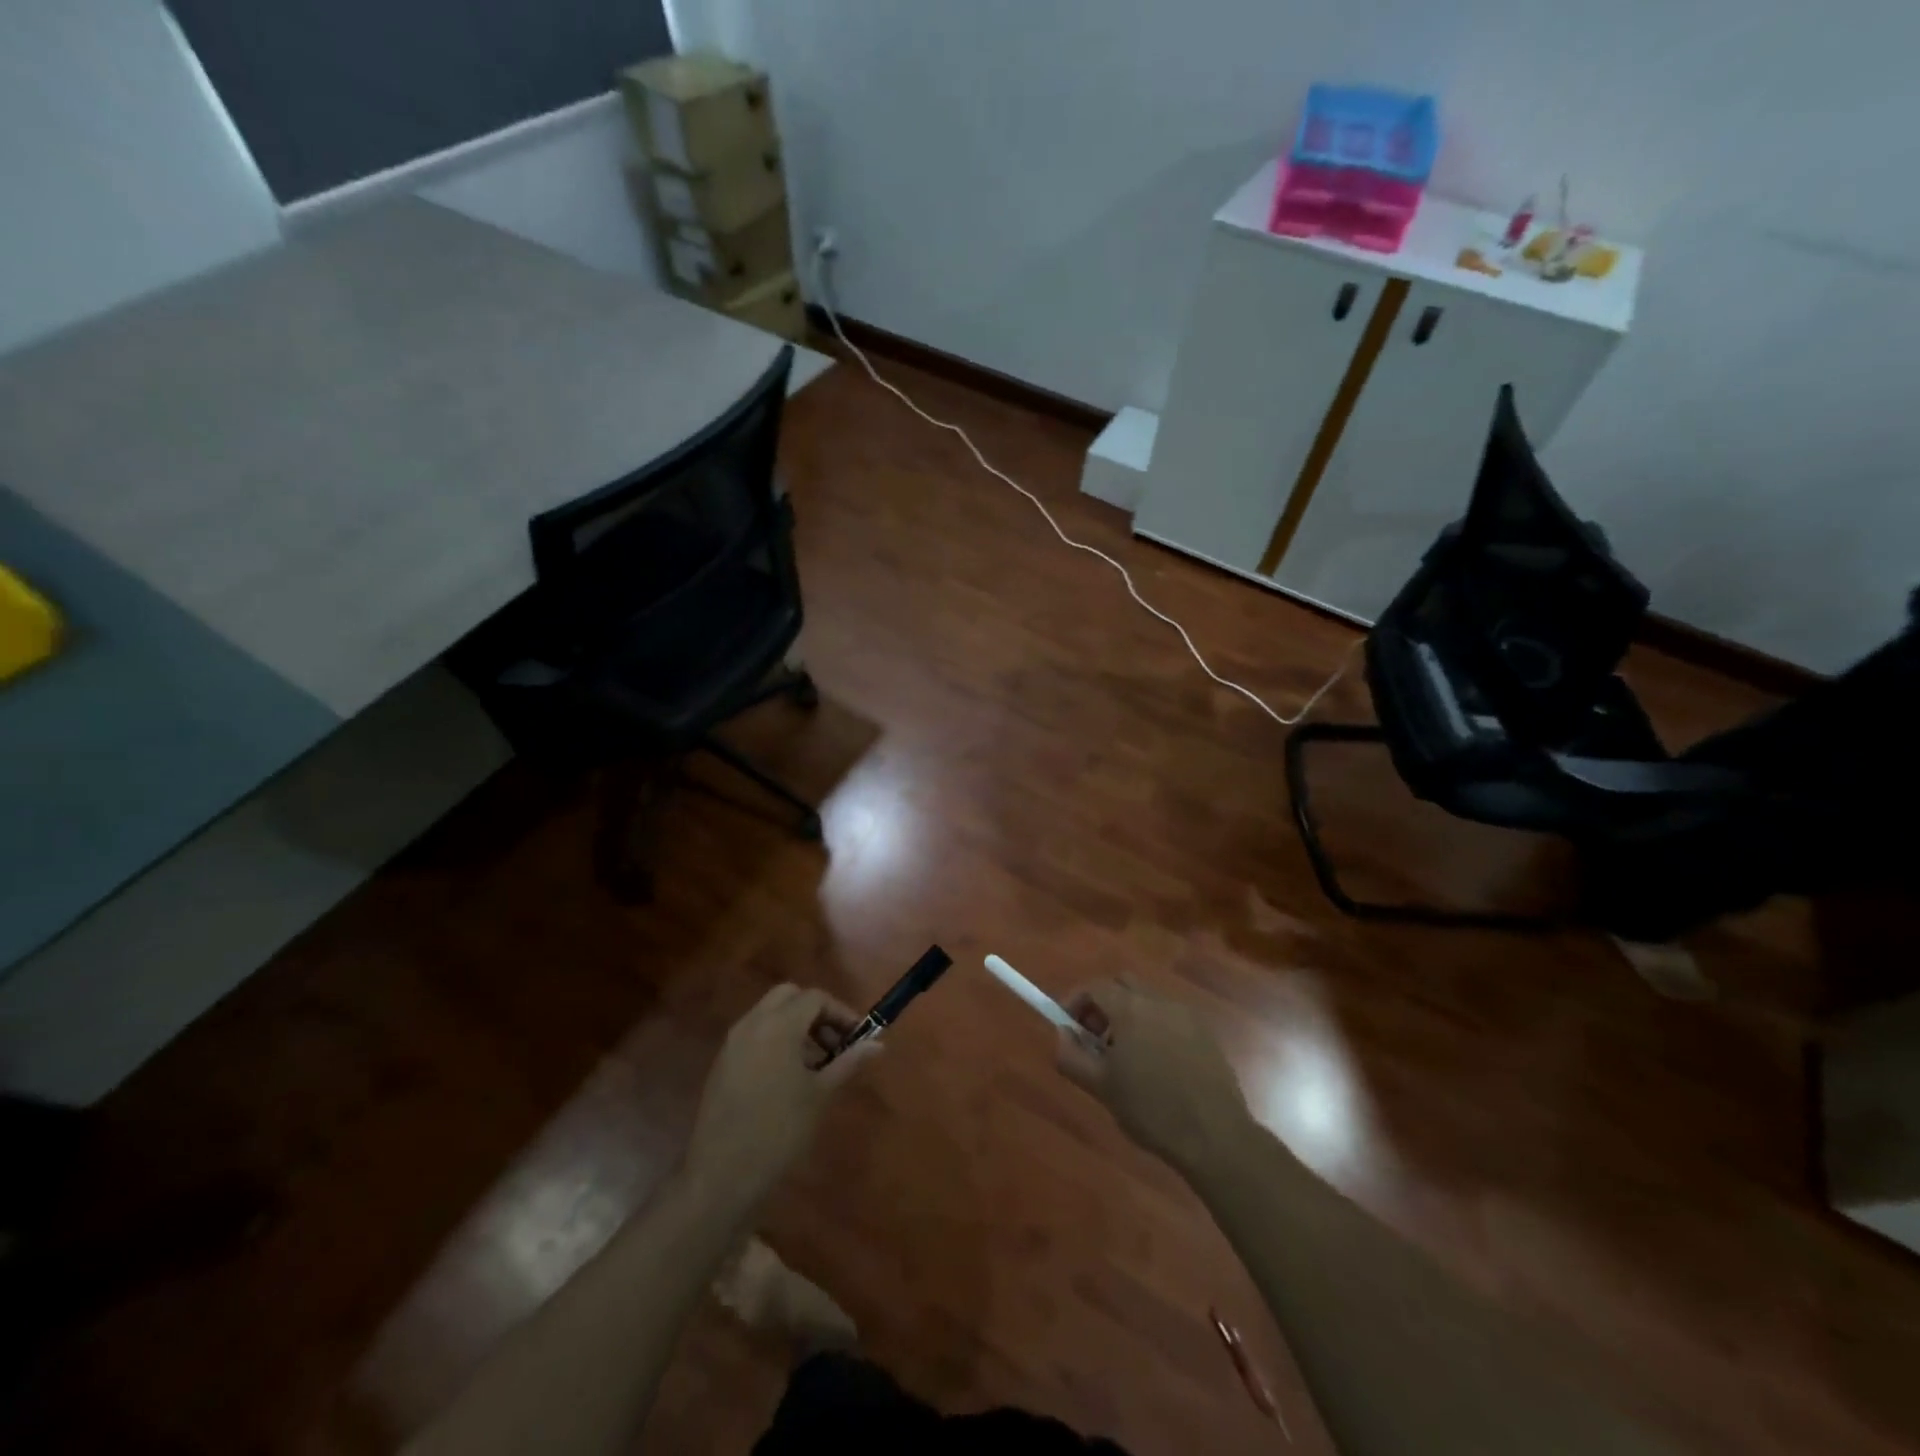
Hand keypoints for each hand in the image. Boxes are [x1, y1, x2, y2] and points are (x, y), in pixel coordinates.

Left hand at [684, 984, 881, 1205]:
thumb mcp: (820, 1095)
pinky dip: (775, 1040)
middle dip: (815, 1012)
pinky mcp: (722, 1063)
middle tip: (833, 1043)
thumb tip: (877, 1045)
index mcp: (778, 1025)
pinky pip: (754, 1034)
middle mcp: (752, 1023)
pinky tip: (787, 1078)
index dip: (841, 1012)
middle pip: (789, 996)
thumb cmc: (779, 1131)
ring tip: (814, 1065)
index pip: (815, 998)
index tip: (858, 1037)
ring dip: (795, 1026)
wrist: (721, 1175)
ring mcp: (733, 1042)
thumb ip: (848, 1062)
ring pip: (769, 1013)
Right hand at [1055, 978, 1255, 1181]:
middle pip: (1123, 984)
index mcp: (1131, 1009)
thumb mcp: (1101, 1088)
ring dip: (1129, 1016)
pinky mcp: (1206, 1033)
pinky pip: (1170, 1018)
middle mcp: (1159, 1001)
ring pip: (1148, 1000)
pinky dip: (1155, 1028)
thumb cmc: (1151, 1110)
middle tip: (1095, 1038)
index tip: (1068, 1027)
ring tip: (1126, 1057)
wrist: (1215, 1136)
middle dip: (1104, 1003)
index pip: (1095, 986)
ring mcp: (1186, 1015)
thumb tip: (1061, 1034)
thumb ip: (1072, 1056)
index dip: (1076, 1001)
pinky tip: (1156, 1065)